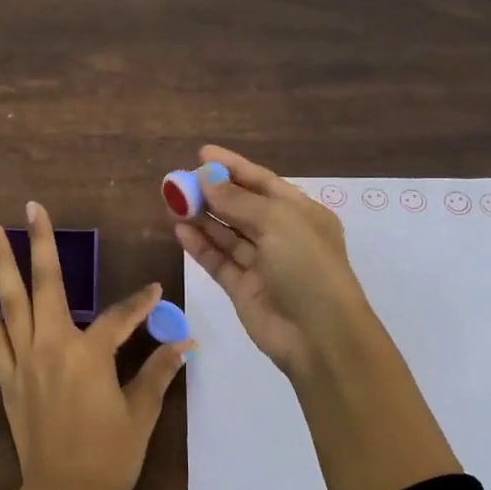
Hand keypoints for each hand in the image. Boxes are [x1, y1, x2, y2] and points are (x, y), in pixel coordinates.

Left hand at [0, 201, 192, 489]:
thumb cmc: (109, 457)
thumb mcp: (141, 415)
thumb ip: (158, 372)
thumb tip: (185, 343)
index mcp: (91, 355)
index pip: (121, 316)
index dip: (142, 303)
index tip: (155, 291)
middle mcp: (53, 346)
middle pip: (47, 285)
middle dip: (40, 244)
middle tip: (30, 208)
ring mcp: (24, 361)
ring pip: (11, 302)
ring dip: (1, 264)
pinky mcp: (7, 379)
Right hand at [172, 145, 376, 377]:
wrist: (319, 336)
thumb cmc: (307, 267)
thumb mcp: (277, 222)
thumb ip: (237, 200)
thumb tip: (206, 178)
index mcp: (301, 213)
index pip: (263, 182)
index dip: (233, 167)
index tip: (201, 153)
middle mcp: (282, 235)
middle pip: (241, 207)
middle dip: (211, 193)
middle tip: (177, 181)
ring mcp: (262, 263)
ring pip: (226, 234)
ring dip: (201, 217)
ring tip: (172, 202)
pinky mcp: (243, 288)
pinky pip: (218, 260)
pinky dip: (200, 245)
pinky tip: (179, 229)